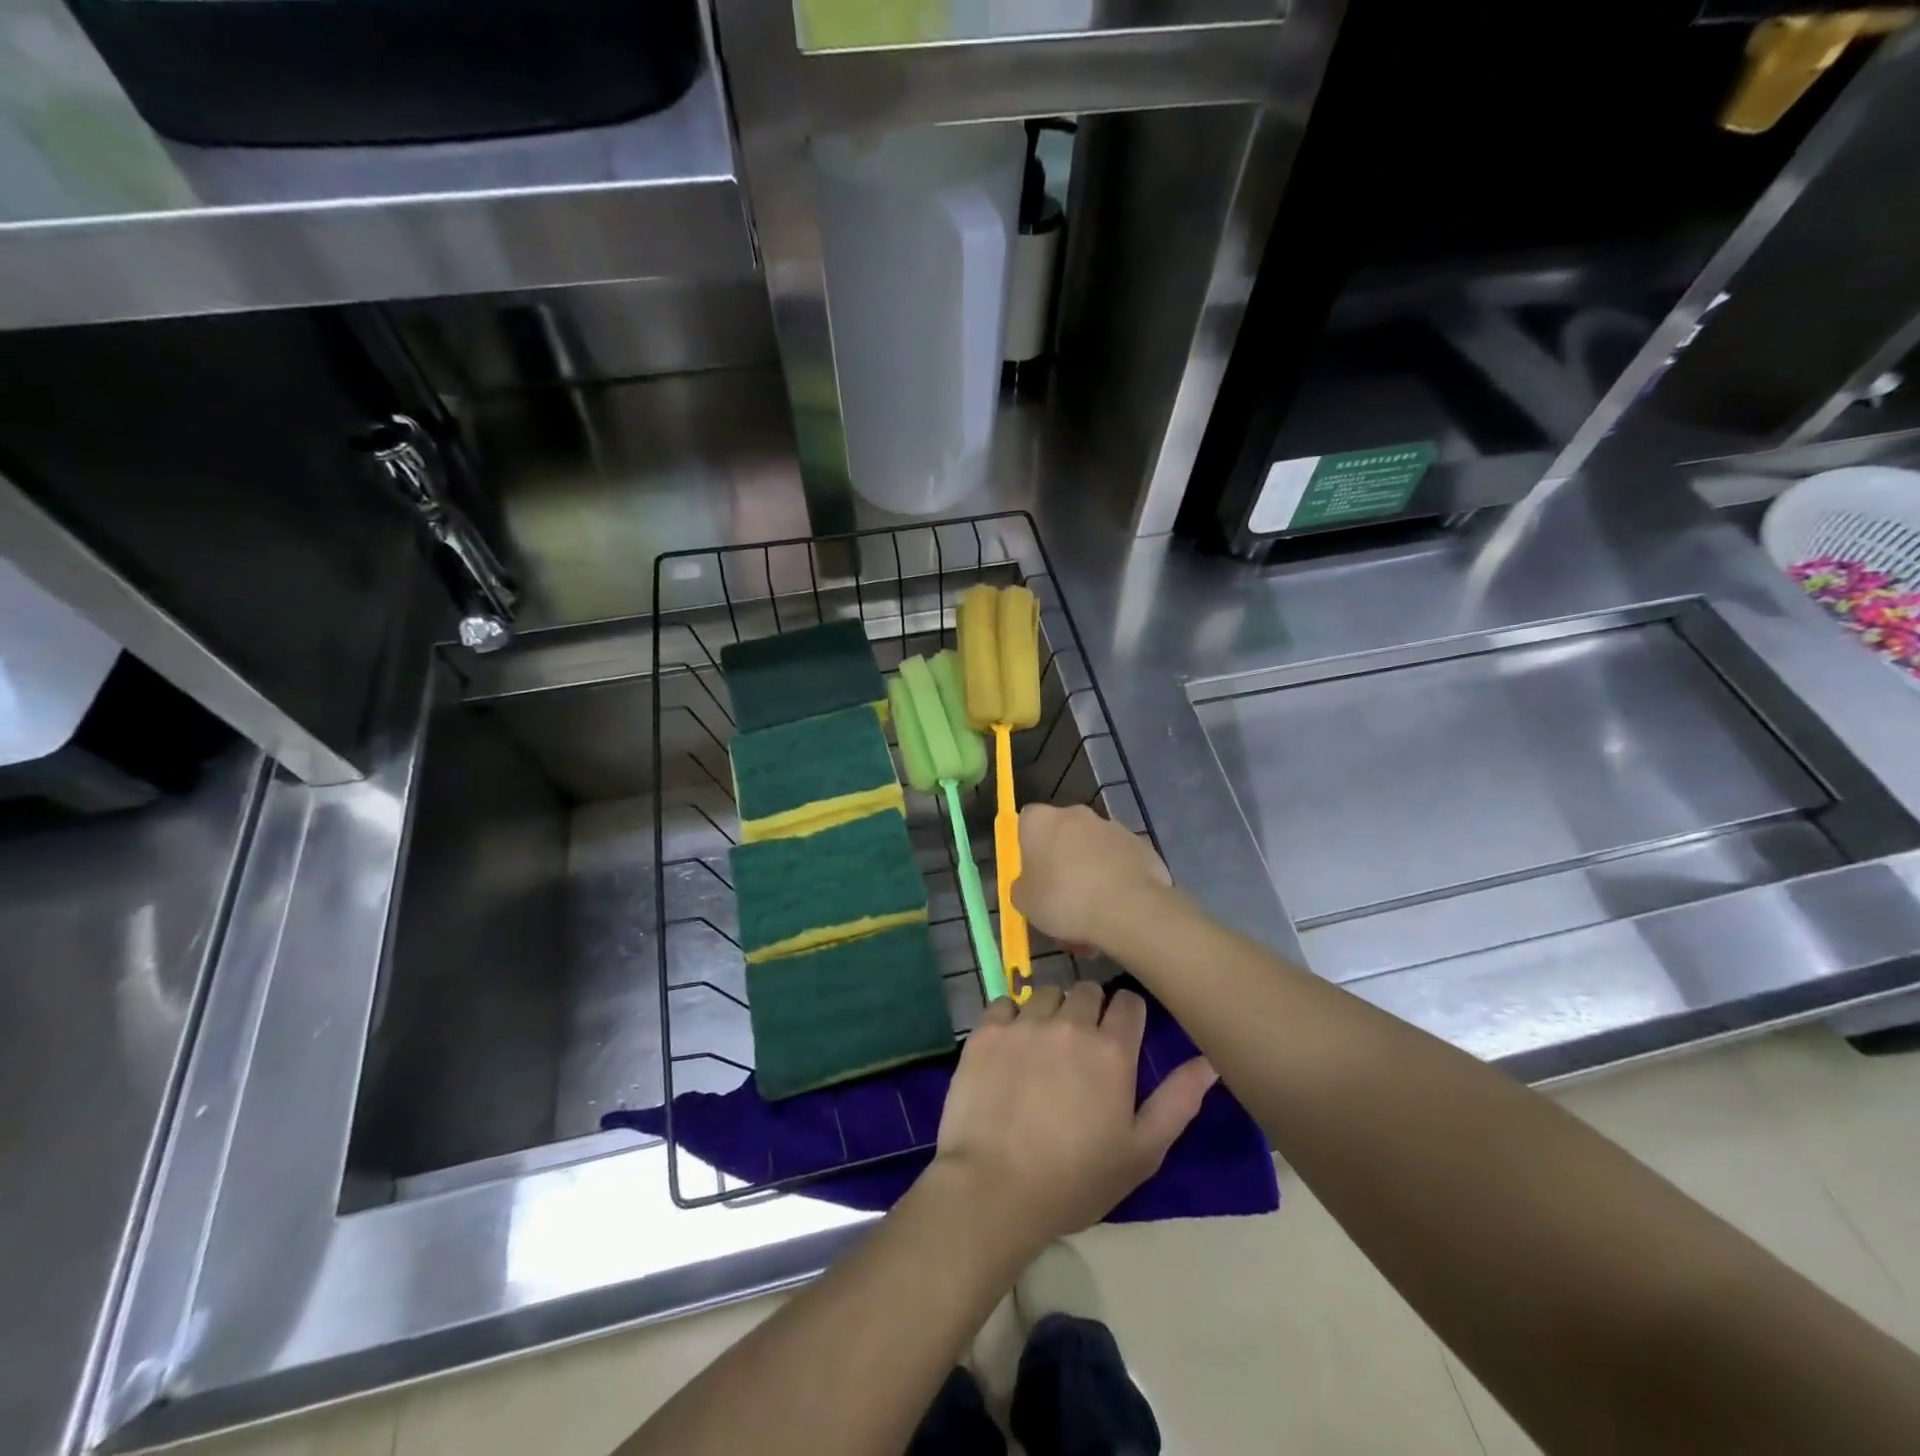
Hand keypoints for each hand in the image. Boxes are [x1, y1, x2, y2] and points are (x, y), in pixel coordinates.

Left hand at [932, 982, 1216, 1251]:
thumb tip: (1208, 1060)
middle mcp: (1070, 1023)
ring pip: (1045, 993)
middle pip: (1087, 990)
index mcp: (1111, 1049)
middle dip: (1090, 1010)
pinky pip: (1004, 1003)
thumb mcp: (1141, 1152)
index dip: (1128, 1017)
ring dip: (1051, 1011)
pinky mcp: (986, 1030)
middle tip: (1081, 1047)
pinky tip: (1009, 1046)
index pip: (1129, 1003)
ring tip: (1044, 1046)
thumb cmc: (1075, 1179)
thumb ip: (1178, 1101)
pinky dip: (1010, 1017)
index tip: (1121, 1038)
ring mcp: (1024, 1023)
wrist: (994, 1189)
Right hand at [1012, 804, 1171, 954]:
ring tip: (1093, 915)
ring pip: (1092, 850)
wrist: (1129, 908)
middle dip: (1062, 863)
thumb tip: (1029, 884)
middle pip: (1062, 836)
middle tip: (1062, 899)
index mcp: (1040, 820)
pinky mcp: (1140, 844)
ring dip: (1090, 873)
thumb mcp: (1025, 904)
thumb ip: (1023, 888)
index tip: (1033, 877)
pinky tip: (1117, 910)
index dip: (1028, 850)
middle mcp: (1075, 813)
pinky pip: (1119, 862)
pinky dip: (1115, 880)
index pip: (1026, 823)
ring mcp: (1111, 826)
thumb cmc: (1065, 900)